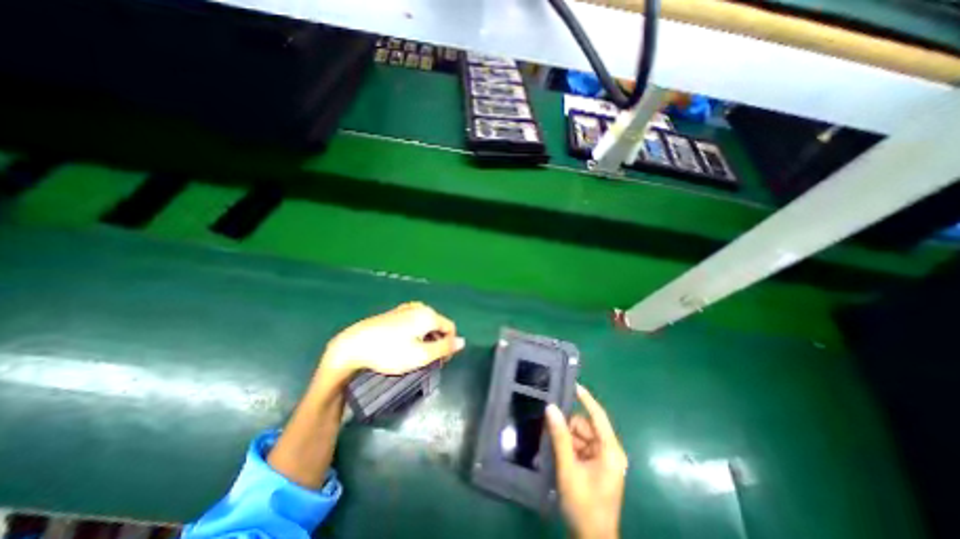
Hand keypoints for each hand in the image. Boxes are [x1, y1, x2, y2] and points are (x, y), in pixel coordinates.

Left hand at [318, 301, 465, 376]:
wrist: (353, 345)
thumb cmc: (390, 352)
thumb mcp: (421, 355)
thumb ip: (444, 348)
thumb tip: (463, 342)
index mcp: (428, 315)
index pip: (450, 328)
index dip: (449, 346)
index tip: (440, 362)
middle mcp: (420, 307)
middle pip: (438, 325)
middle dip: (437, 342)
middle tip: (427, 360)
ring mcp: (406, 309)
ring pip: (425, 324)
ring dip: (426, 339)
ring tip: (415, 355)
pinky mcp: (394, 313)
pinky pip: (414, 322)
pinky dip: (415, 334)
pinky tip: (404, 345)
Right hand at [546, 382, 631, 538]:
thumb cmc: (584, 505)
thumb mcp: (569, 469)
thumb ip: (560, 437)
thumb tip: (551, 408)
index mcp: (610, 451)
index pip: (598, 416)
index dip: (586, 399)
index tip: (572, 384)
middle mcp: (610, 451)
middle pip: (587, 426)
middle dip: (570, 428)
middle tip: (552, 431)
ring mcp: (604, 459)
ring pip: (582, 436)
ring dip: (568, 439)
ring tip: (556, 449)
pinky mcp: (597, 466)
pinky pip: (581, 446)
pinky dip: (570, 447)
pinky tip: (561, 455)